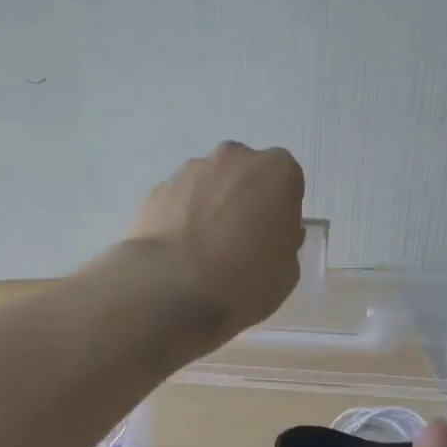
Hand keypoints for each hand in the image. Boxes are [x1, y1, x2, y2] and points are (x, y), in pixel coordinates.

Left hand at [125, 141, 305, 344]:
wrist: (173, 289)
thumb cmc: (244, 280)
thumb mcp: (287, 271)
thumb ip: (285, 242)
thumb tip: (271, 235)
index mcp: (276, 171)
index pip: (287, 183)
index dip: (280, 211)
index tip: (272, 238)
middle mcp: (234, 158)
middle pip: (245, 175)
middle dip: (244, 199)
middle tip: (240, 241)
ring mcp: (191, 170)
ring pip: (210, 184)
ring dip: (212, 206)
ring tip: (204, 249)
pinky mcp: (158, 189)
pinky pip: (180, 201)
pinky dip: (182, 217)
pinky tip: (180, 250)